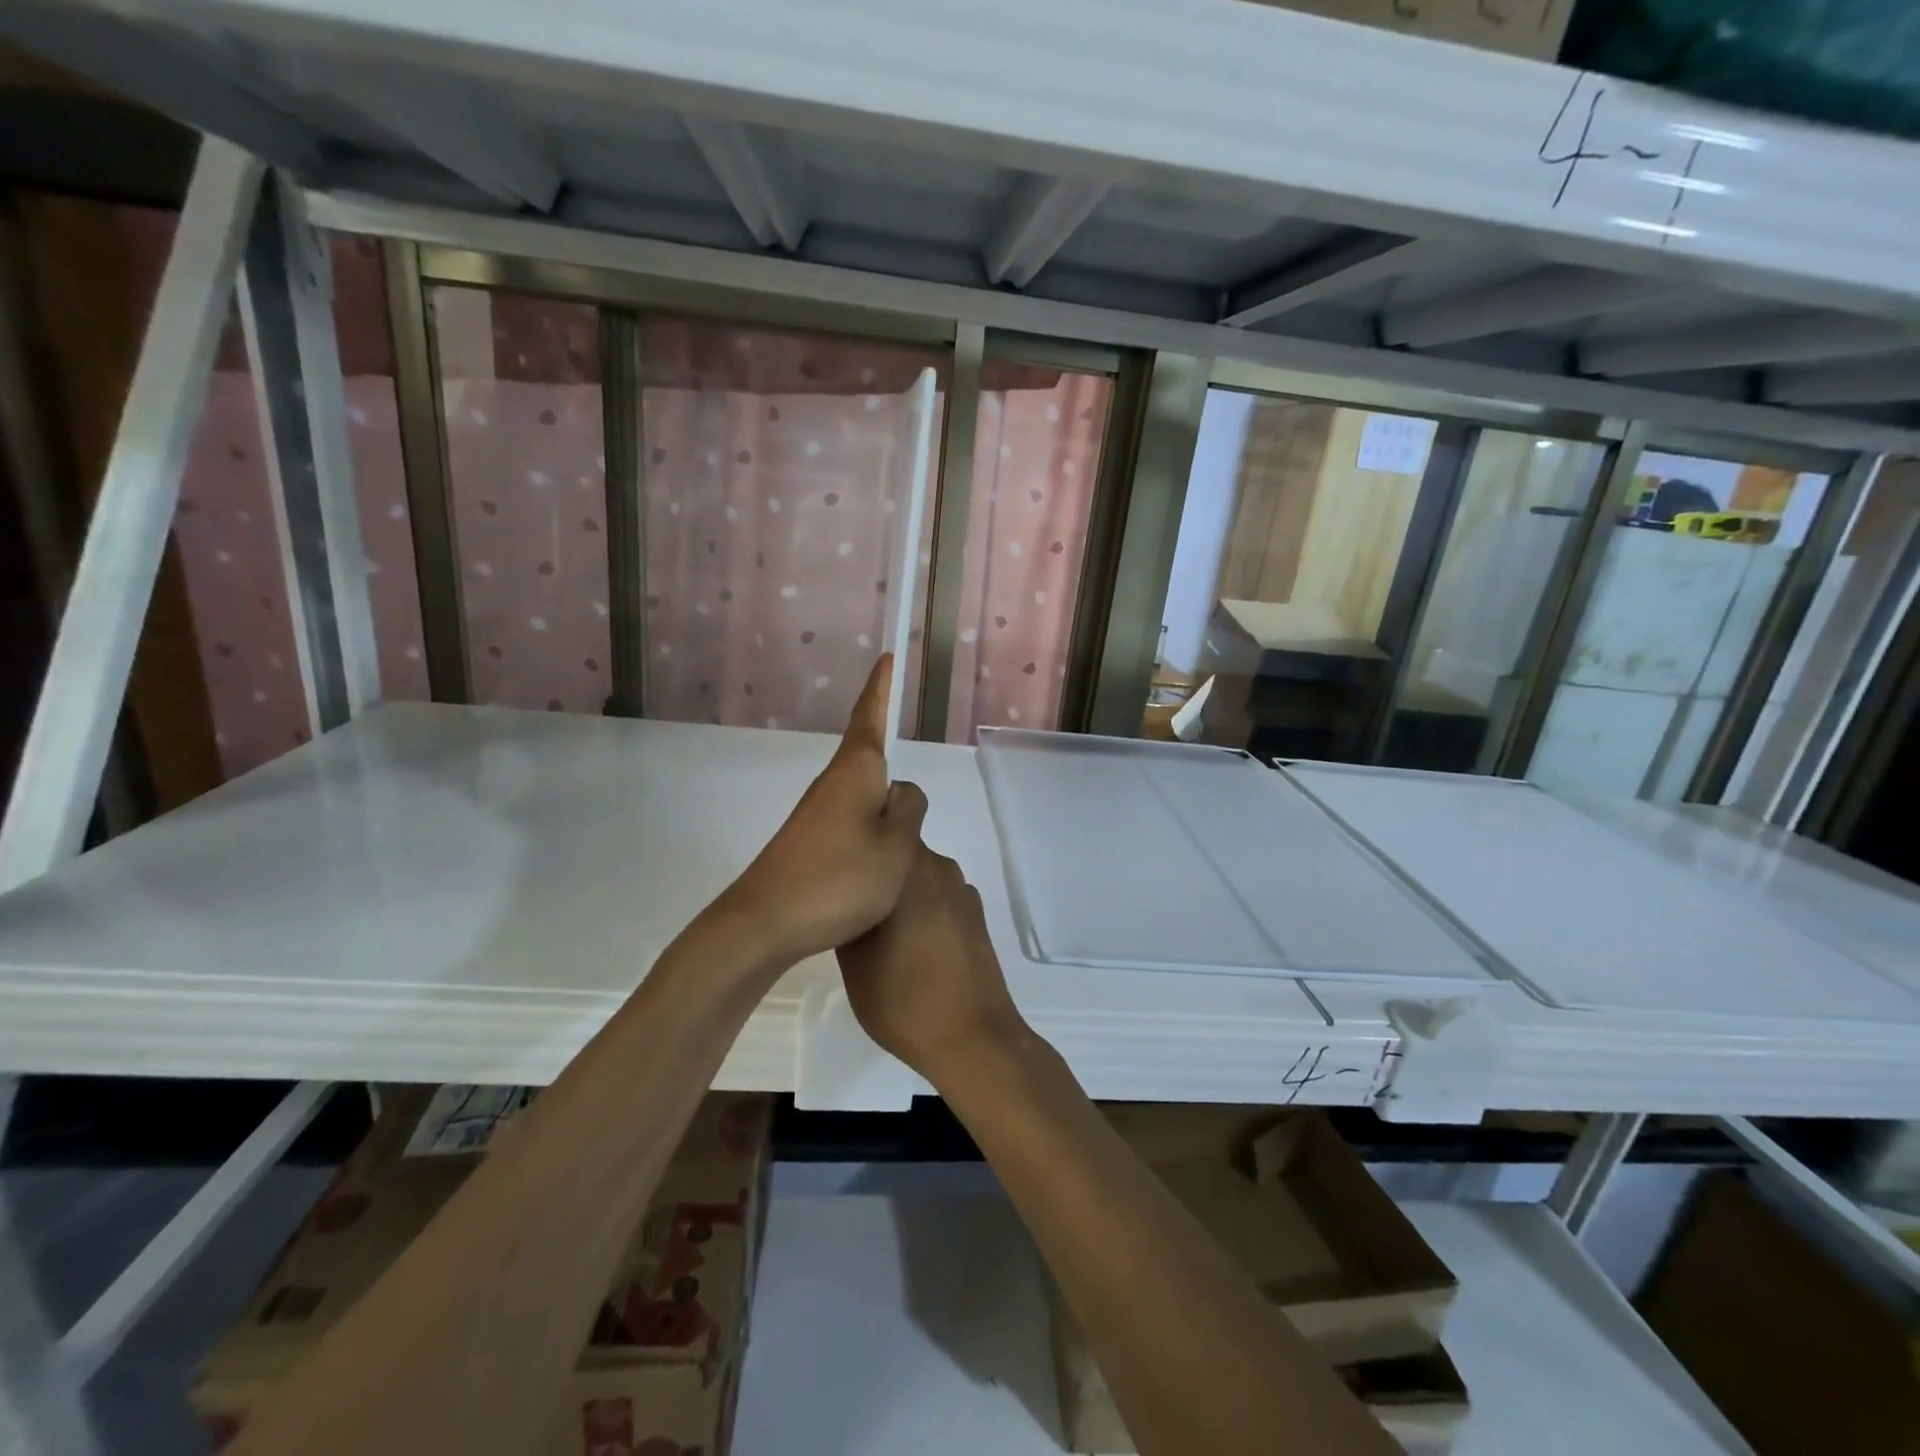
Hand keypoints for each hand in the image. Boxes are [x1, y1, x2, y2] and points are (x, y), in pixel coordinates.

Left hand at [721, 655, 927, 967]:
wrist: (764, 923)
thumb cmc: (839, 879)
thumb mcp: (896, 847)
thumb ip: (909, 811)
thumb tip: (903, 790)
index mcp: (856, 773)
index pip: (870, 717)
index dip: (881, 688)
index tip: (887, 658)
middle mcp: (832, 784)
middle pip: (867, 756)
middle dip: (887, 749)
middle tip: (907, 760)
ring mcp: (816, 813)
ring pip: (861, 792)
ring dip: (881, 799)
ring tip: (902, 827)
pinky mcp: (807, 841)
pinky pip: (850, 819)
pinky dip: (870, 826)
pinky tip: (878, 856)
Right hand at [837, 846, 1030, 1086]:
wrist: (971, 1037)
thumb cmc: (902, 996)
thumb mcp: (852, 957)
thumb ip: (848, 911)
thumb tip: (846, 891)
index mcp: (909, 867)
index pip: (878, 827)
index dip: (855, 844)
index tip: (834, 865)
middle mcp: (939, 867)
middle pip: (898, 853)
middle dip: (875, 870)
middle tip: (847, 899)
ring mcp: (961, 891)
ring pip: (918, 878)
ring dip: (898, 893)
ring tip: (876, 928)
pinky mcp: (976, 916)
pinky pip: (938, 898)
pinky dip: (922, 911)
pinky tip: (910, 945)